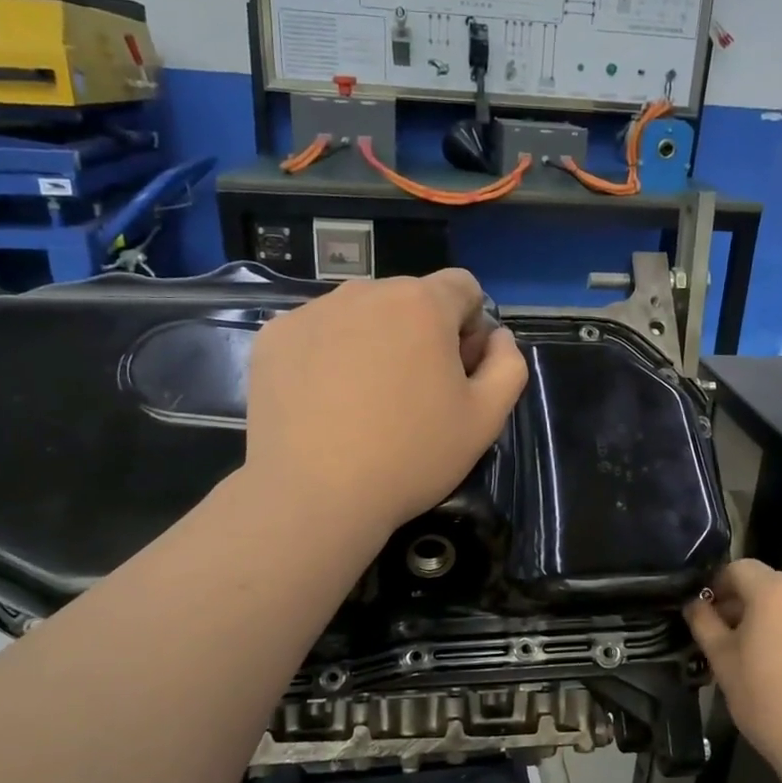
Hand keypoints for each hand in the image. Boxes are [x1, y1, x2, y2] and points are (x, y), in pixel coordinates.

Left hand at [244, 269, 528, 536]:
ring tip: (364, 402)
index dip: (471, 327)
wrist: (314, 495)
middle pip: (409, 299)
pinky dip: (328, 356)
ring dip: (374, 342)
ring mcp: (311, 311)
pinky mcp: (273, 338)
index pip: (462, 287)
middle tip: (414, 395)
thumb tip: (496, 336)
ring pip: (360, 314)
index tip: (458, 373)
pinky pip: (317, 333)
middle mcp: (365, 291)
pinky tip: (325, 403)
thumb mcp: (485, 419)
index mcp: (422, 303)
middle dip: (421, 334)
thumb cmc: (411, 456)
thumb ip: (508, 365)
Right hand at [685, 560, 781, 780]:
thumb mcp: (723, 661)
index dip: (718, 585)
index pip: (739, 568)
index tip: (707, 612)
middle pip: (769, 583)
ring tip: (760, 654)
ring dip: (773, 617)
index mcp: (776, 590)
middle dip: (745, 602)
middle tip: (728, 636)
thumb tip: (695, 604)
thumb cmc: (769, 700)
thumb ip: (704, 624)